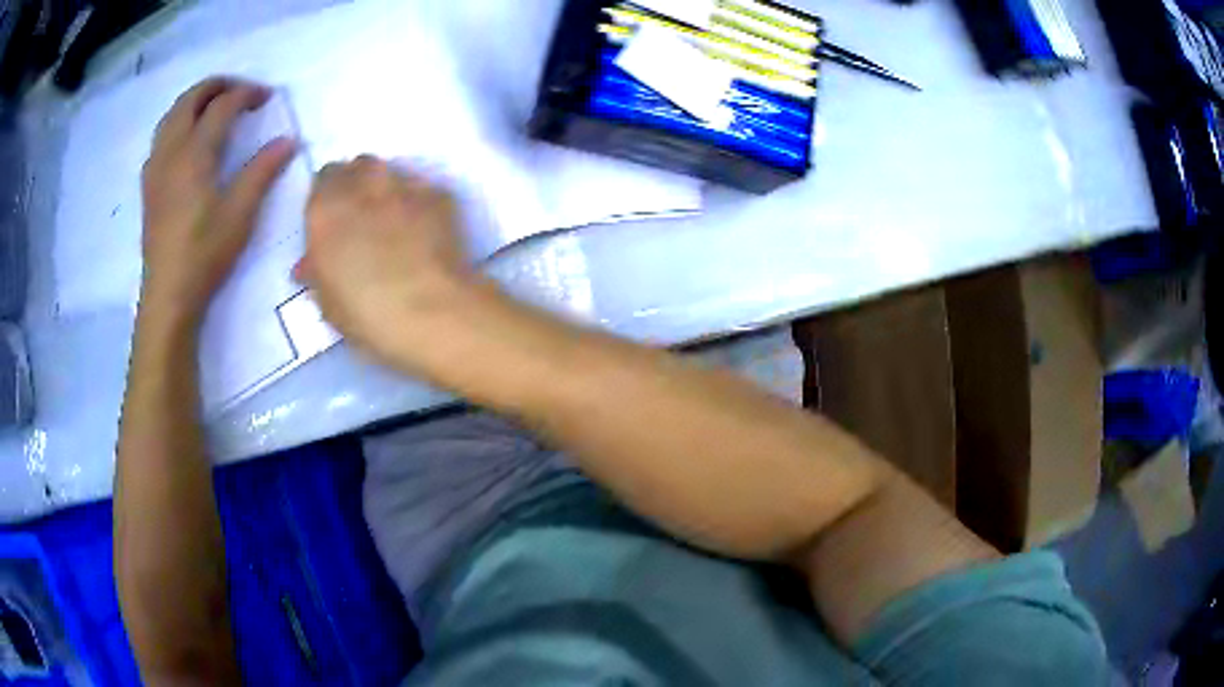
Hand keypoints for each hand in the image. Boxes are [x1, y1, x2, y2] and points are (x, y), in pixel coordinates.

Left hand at [139, 77, 296, 328]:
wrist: (168, 294)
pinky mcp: (149, 183)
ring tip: (215, 106)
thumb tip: (288, 141)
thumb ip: (262, 171)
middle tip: (241, 92)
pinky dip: (179, 122)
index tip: (267, 98)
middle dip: (218, 85)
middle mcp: (171, 150)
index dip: (247, 94)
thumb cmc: (204, 254)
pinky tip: (188, 138)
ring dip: (196, 100)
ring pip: (172, 114)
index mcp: (195, 154)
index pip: (222, 105)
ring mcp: (156, 166)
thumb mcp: (240, 214)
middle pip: (191, 98)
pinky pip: (161, 136)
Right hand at [297, 156, 480, 369]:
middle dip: (358, 184)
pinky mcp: (439, 194)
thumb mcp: (326, 300)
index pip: (323, 179)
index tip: (334, 218)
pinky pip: (423, 190)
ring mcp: (405, 184)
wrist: (431, 311)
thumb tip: (310, 264)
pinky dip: (419, 203)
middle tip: (363, 217)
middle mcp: (363, 184)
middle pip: (358, 167)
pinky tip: (425, 230)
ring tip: (395, 222)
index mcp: (326, 208)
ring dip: (388, 189)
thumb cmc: (366, 313)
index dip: (329, 197)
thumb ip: (317, 270)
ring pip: (392, 172)